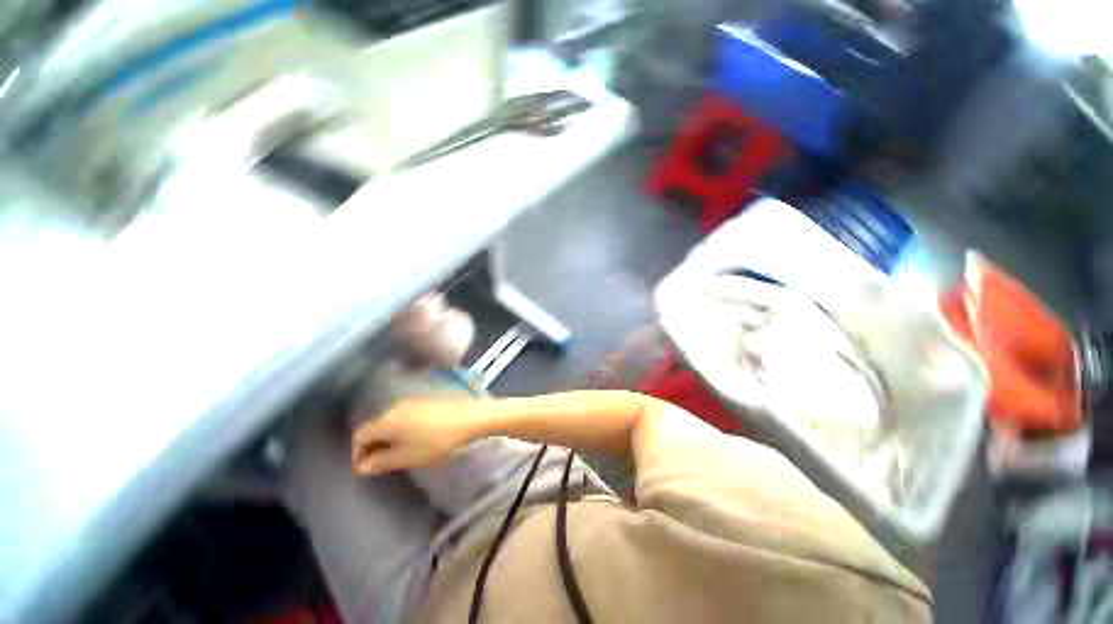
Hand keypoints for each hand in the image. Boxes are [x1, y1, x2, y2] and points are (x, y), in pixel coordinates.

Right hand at [351, 398, 476, 475]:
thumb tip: (362, 466)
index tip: (365, 469)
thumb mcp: (406, 457)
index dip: (358, 454)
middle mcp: (396, 406)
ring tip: (399, 455)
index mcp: (386, 419)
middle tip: (381, 465)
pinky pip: (406, 417)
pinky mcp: (427, 401)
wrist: (470, 418)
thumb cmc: (436, 440)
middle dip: (374, 447)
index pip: (360, 435)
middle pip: (376, 427)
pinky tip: (415, 440)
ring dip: (390, 438)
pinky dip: (404, 430)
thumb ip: (381, 462)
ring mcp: (413, 401)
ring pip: (392, 421)